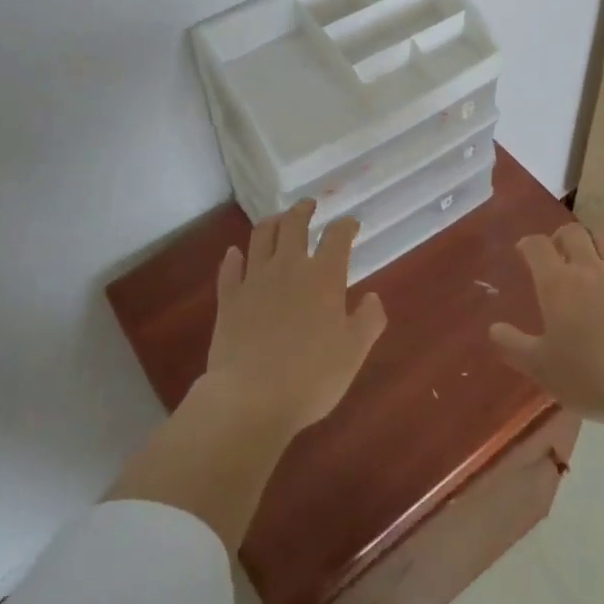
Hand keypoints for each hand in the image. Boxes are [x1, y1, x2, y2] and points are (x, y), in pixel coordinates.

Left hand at [202, 200, 387, 437]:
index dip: (346, 225)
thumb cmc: (310, 377)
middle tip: (309, 204)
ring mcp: (255, 280)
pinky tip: (235, 253)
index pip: (337, 236)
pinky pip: (230, 269)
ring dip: (272, 222)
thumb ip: (368, 321)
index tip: (351, 224)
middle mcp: (289, 267)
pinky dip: (234, 257)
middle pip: (294, 225)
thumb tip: (373, 297)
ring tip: (278, 219)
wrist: (250, 398)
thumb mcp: (353, 353)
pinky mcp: (229, 298)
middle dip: (304, 210)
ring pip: (261, 236)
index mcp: (324, 277)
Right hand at [489, 223, 603, 424]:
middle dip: (562, 237)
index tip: (523, 252)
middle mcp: (589, 269)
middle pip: (574, 233)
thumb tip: (494, 328)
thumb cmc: (587, 375)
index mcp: (557, 282)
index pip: (537, 245)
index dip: (528, 244)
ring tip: (592, 262)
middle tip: (558, 254)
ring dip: (597, 246)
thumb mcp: (541, 367)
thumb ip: (514, 345)